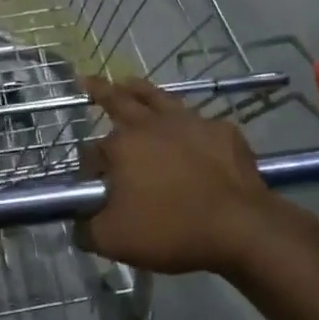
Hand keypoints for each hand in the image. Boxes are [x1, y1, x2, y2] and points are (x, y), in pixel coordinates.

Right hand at [80, 76, 277, 275]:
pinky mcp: (222, 131)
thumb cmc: (171, 230)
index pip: (92, 151)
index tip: (92, 185)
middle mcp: (151, 125)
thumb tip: (78, 220)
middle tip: (87, 79)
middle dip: (100, 91)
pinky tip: (189, 126)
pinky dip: (188, 121)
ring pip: (159, 98)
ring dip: (140, 89)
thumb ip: (86, 229)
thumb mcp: (113, 240)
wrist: (241, 227)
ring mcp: (190, 123)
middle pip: (119, 101)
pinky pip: (199, 120)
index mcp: (122, 146)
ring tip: (128, 82)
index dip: (88, 167)